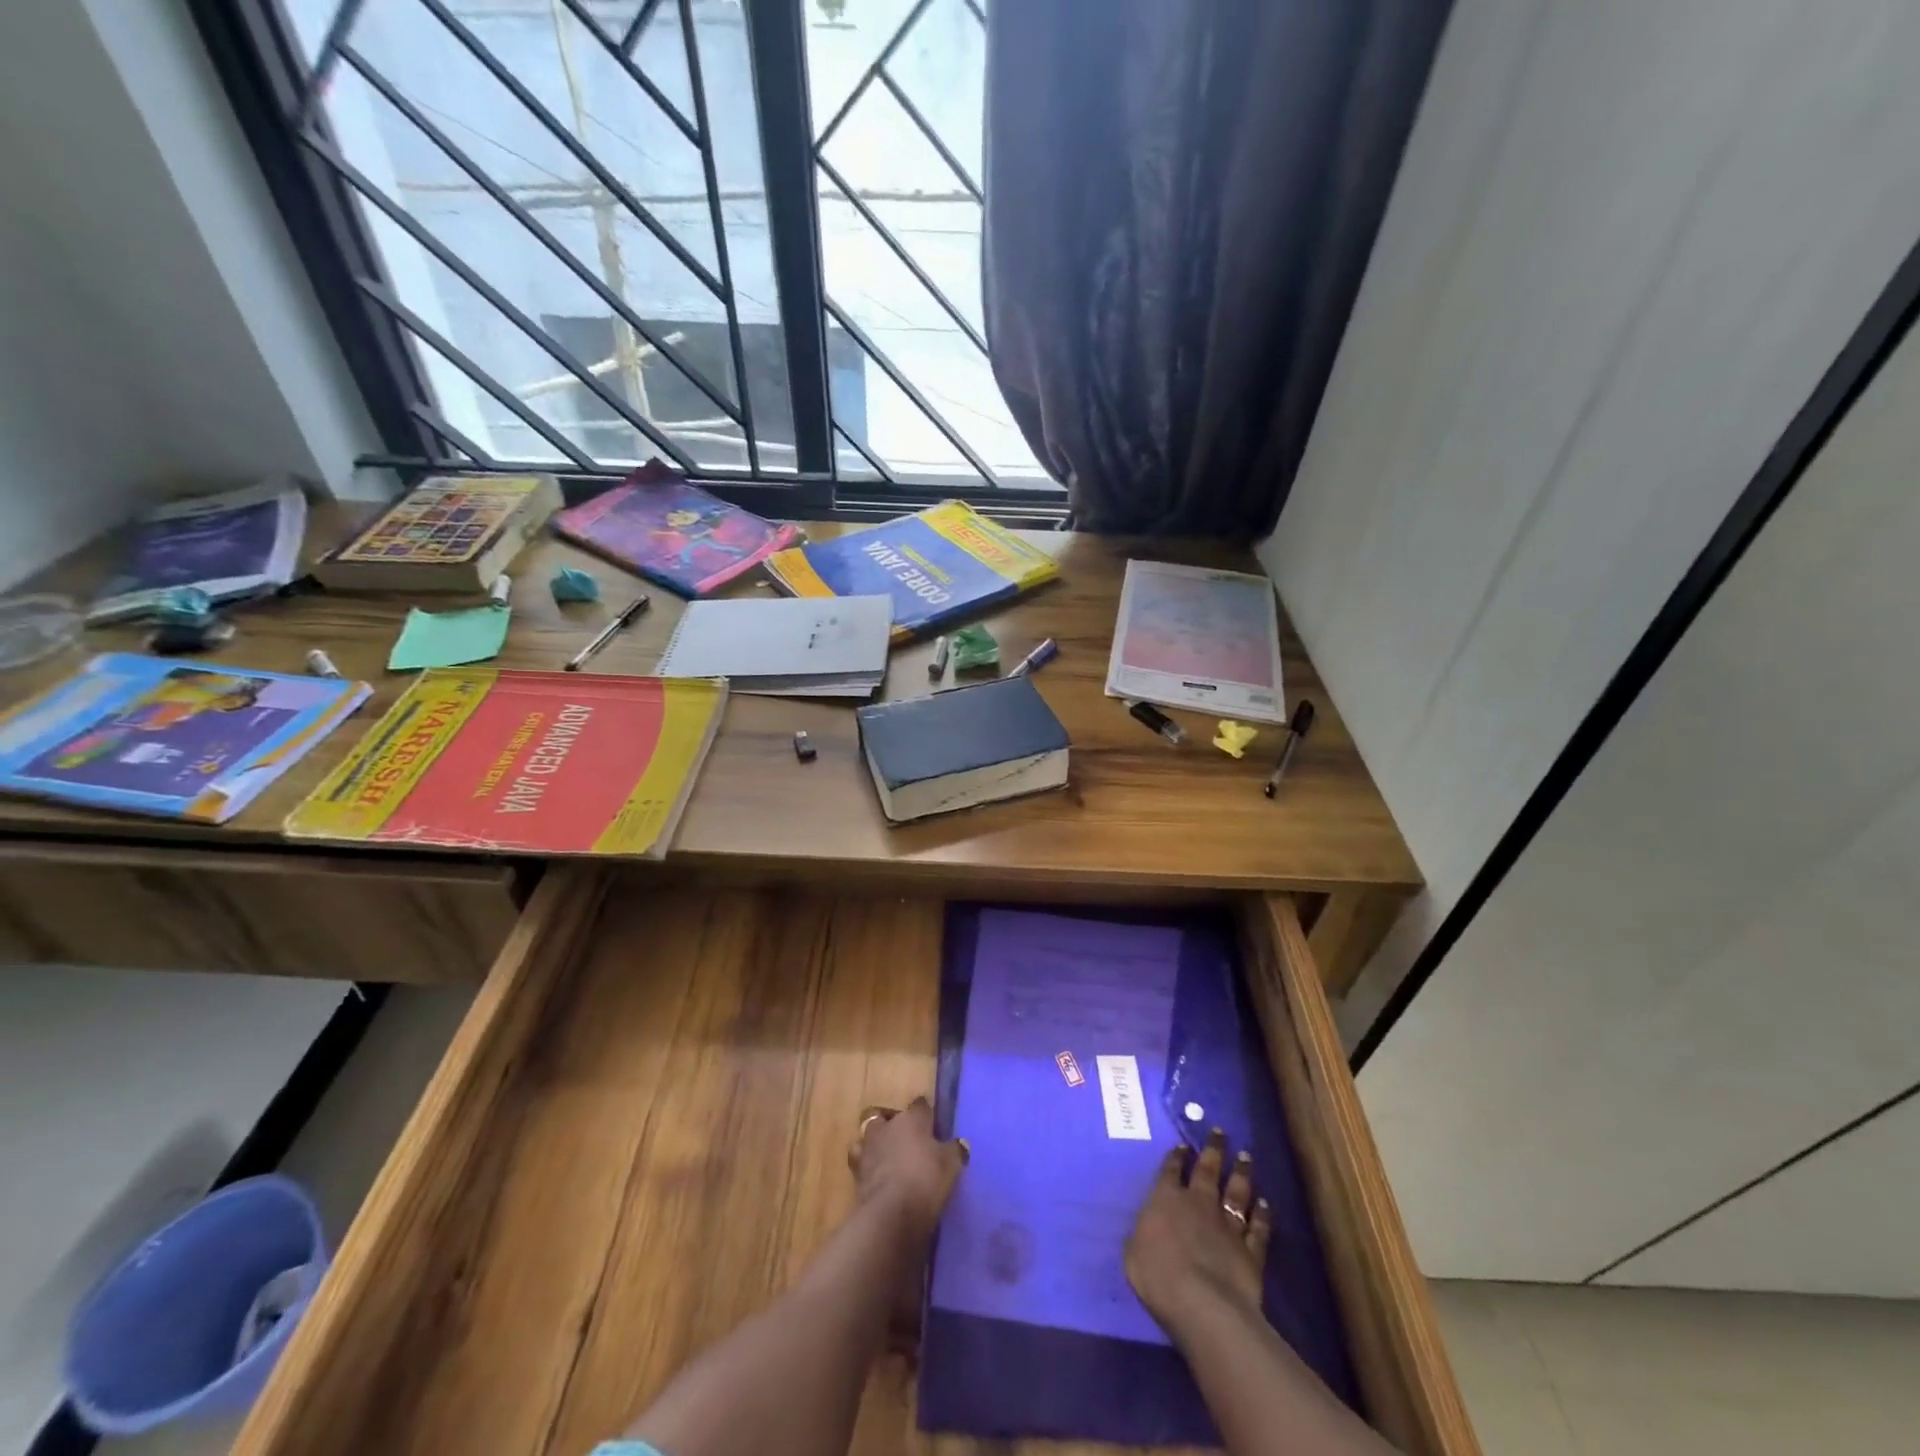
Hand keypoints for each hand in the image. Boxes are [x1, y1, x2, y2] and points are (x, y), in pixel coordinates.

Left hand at [846, 1098, 967, 1238]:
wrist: (892, 1213)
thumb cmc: (926, 1179)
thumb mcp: (950, 1165)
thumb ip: (955, 1150)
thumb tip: (960, 1143)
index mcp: (911, 1119)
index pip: (920, 1105)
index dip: (926, 1113)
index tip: (932, 1123)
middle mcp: (887, 1127)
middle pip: (886, 1115)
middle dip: (892, 1123)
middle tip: (905, 1139)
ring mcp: (868, 1148)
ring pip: (867, 1135)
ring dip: (875, 1142)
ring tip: (887, 1156)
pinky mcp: (855, 1172)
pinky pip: (860, 1161)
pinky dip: (867, 1165)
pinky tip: (876, 1175)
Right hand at [1125, 1128, 1271, 1334]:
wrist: (1202, 1303)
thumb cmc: (1157, 1275)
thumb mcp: (1133, 1252)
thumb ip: (1143, 1233)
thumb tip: (1148, 1227)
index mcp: (1166, 1199)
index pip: (1170, 1170)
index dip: (1176, 1156)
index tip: (1183, 1145)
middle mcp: (1198, 1203)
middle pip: (1208, 1170)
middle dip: (1214, 1150)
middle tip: (1221, 1133)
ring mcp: (1228, 1225)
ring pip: (1237, 1192)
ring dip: (1241, 1173)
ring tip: (1246, 1156)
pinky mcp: (1251, 1250)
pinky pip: (1259, 1227)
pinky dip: (1263, 1215)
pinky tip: (1265, 1204)